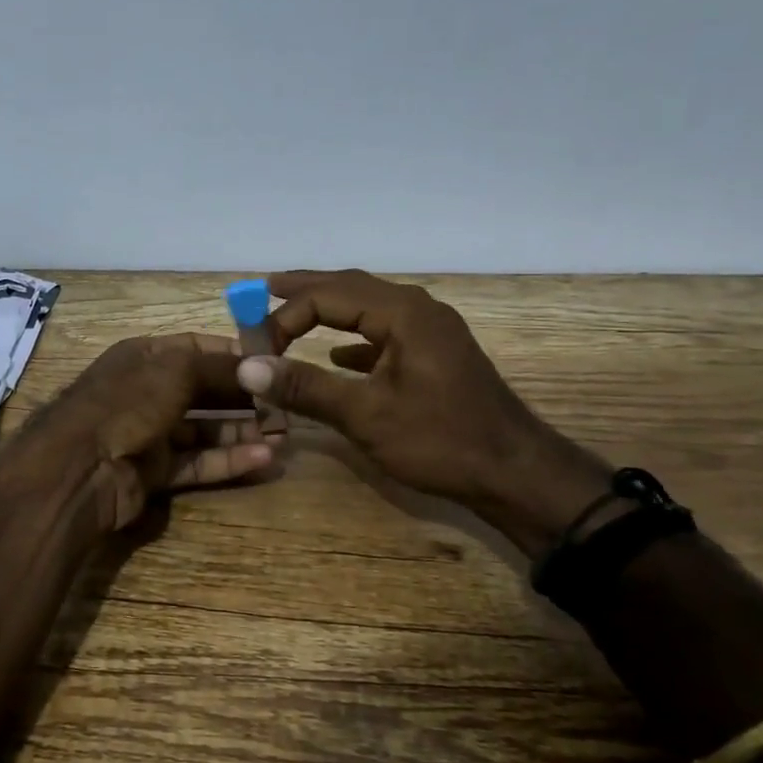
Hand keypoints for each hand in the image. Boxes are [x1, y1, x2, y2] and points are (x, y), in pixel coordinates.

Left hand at [27, 333, 281, 532]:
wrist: (78, 471)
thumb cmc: (127, 404)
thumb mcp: (175, 371)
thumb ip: (218, 367)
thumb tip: (258, 365)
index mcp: (144, 357)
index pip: (196, 349)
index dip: (234, 355)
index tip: (273, 363)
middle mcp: (147, 391)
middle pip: (204, 391)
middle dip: (244, 398)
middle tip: (286, 407)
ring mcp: (149, 433)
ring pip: (204, 430)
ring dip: (242, 431)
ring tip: (284, 436)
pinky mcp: (154, 472)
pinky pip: (198, 463)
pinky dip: (229, 461)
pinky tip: (264, 460)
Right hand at [235, 270, 611, 553]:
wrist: (516, 474)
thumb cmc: (441, 441)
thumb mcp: (366, 415)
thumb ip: (305, 387)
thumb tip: (247, 367)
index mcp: (402, 313)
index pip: (328, 297)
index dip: (285, 316)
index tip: (256, 347)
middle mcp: (417, 309)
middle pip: (349, 287)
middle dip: (305, 290)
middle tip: (262, 290)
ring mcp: (430, 331)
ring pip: (367, 307)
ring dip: (328, 310)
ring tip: (290, 312)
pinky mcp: (434, 355)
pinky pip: (384, 331)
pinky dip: (353, 338)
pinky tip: (336, 357)